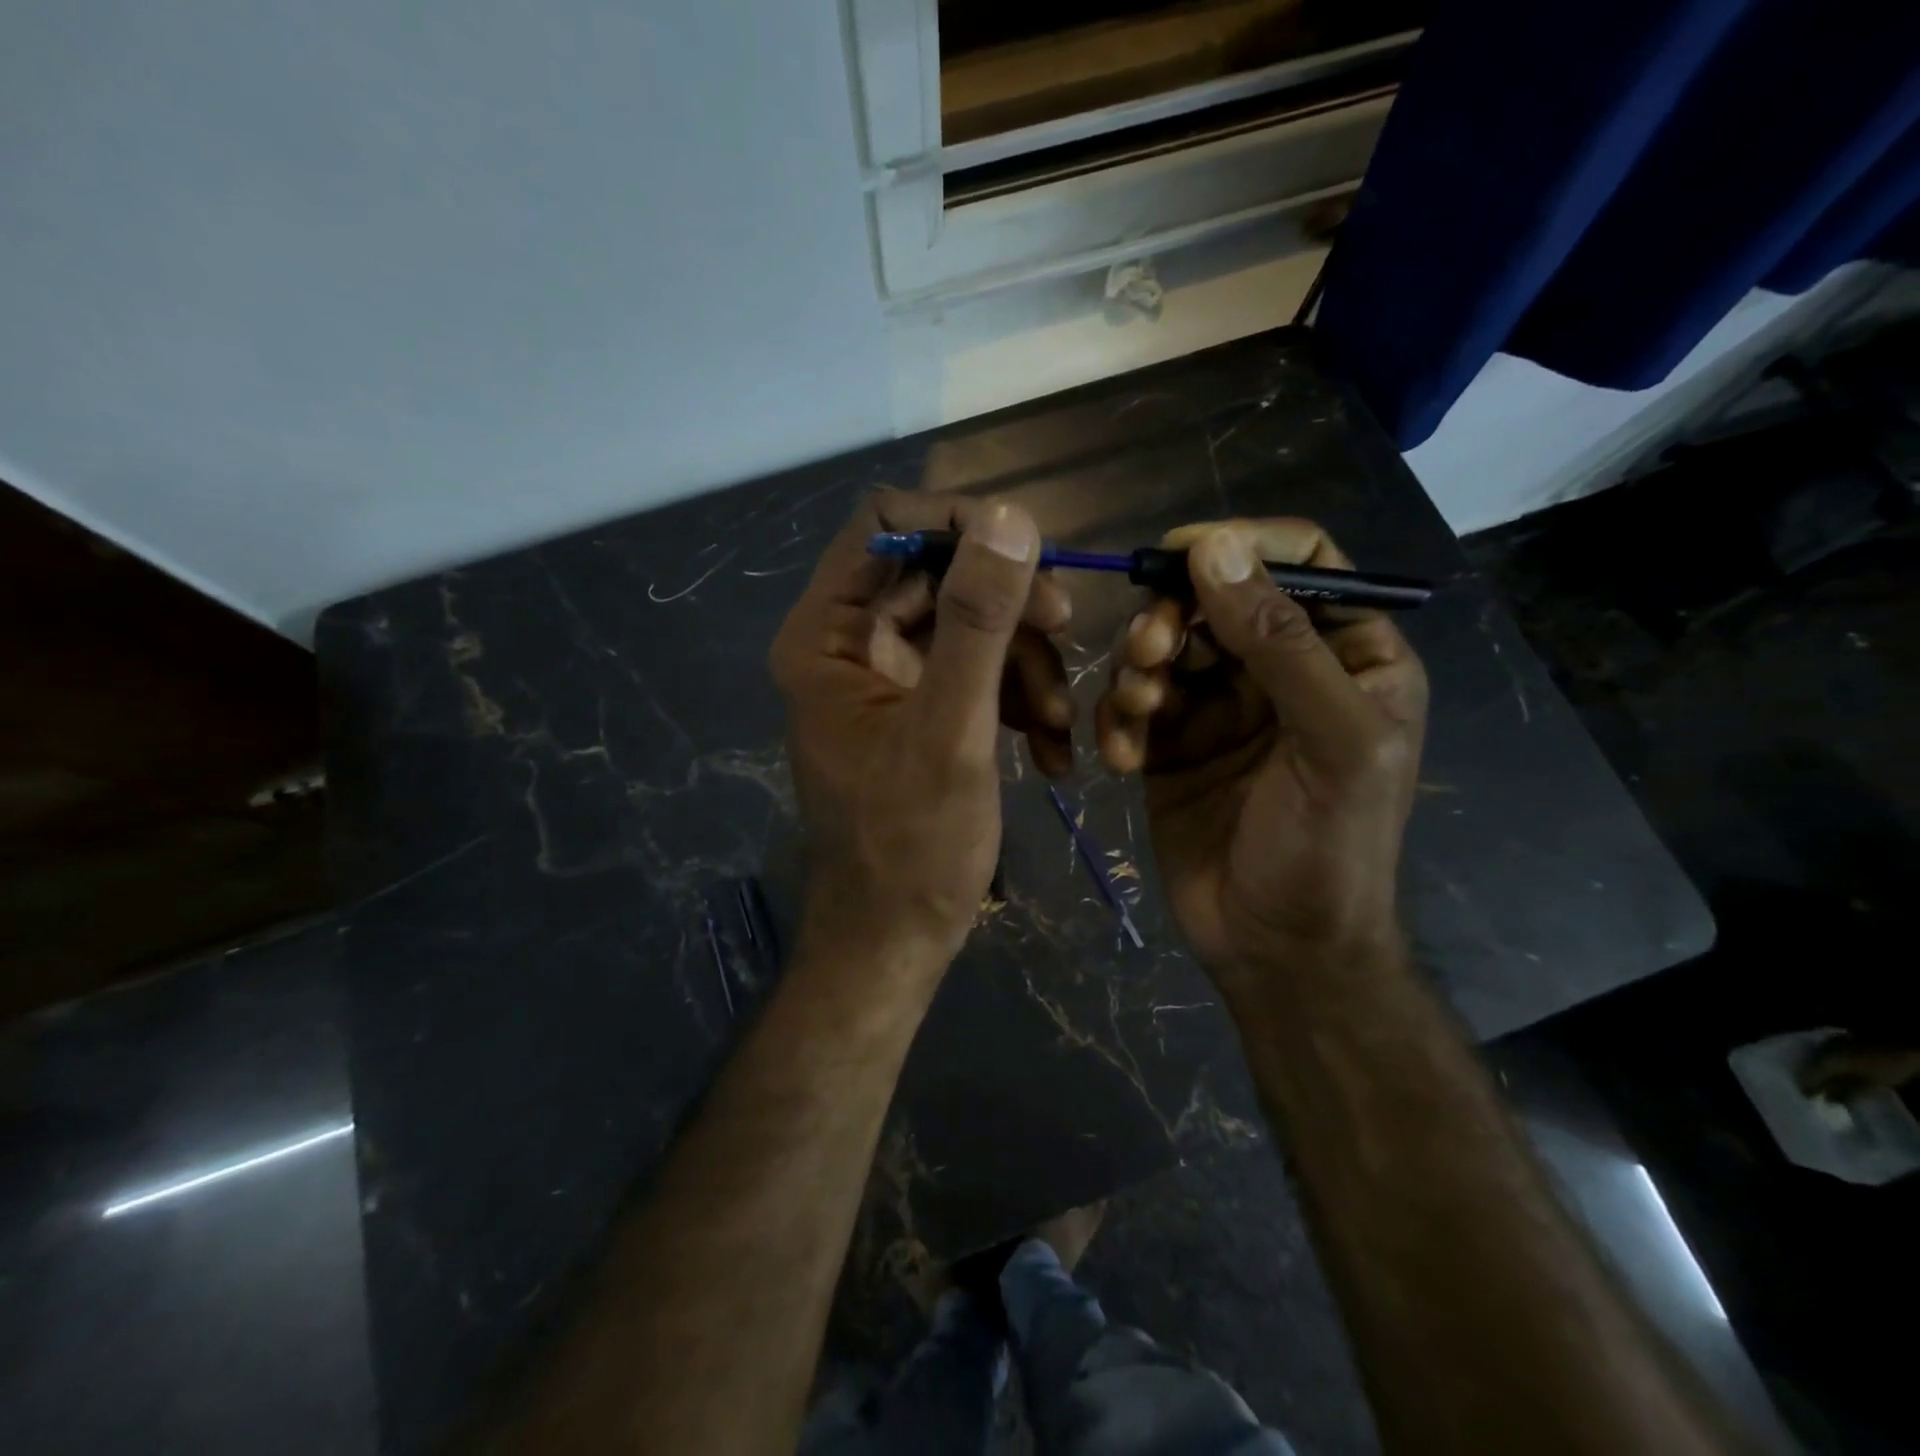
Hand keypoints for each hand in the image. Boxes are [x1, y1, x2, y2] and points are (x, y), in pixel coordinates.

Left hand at [770, 490, 1073, 967]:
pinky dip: (1018, 700)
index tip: (1028, 553)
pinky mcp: (923, 710)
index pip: (885, 525)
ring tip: (1057, 724)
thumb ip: (978, 622)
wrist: (897, 939)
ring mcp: (889, 678)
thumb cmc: (911, 847)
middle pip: (939, 575)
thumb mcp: (951, 731)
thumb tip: (1009, 517)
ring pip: (971, 625)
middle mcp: (851, 644)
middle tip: (1067, 632)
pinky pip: (978, 674)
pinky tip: (1051, 751)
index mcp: (828, 636)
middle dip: (1009, 607)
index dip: (957, 523)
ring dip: (1026, 664)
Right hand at [1095, 519, 1426, 992]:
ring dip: (1140, 670)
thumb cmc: (1328, 849)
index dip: (1241, 546)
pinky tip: (1124, 762)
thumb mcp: (1330, 742)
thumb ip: (1280, 643)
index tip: (1179, 555)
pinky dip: (1120, 721)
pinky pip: (1134, 703)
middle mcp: (1282, 671)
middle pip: (1216, 600)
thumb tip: (1215, 549)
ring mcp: (1221, 707)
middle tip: (1150, 655)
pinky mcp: (1171, 743)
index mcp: (1348, 656)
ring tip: (1138, 713)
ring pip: (1166, 647)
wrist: (1275, 949)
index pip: (1302, 562)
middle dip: (1174, 619)